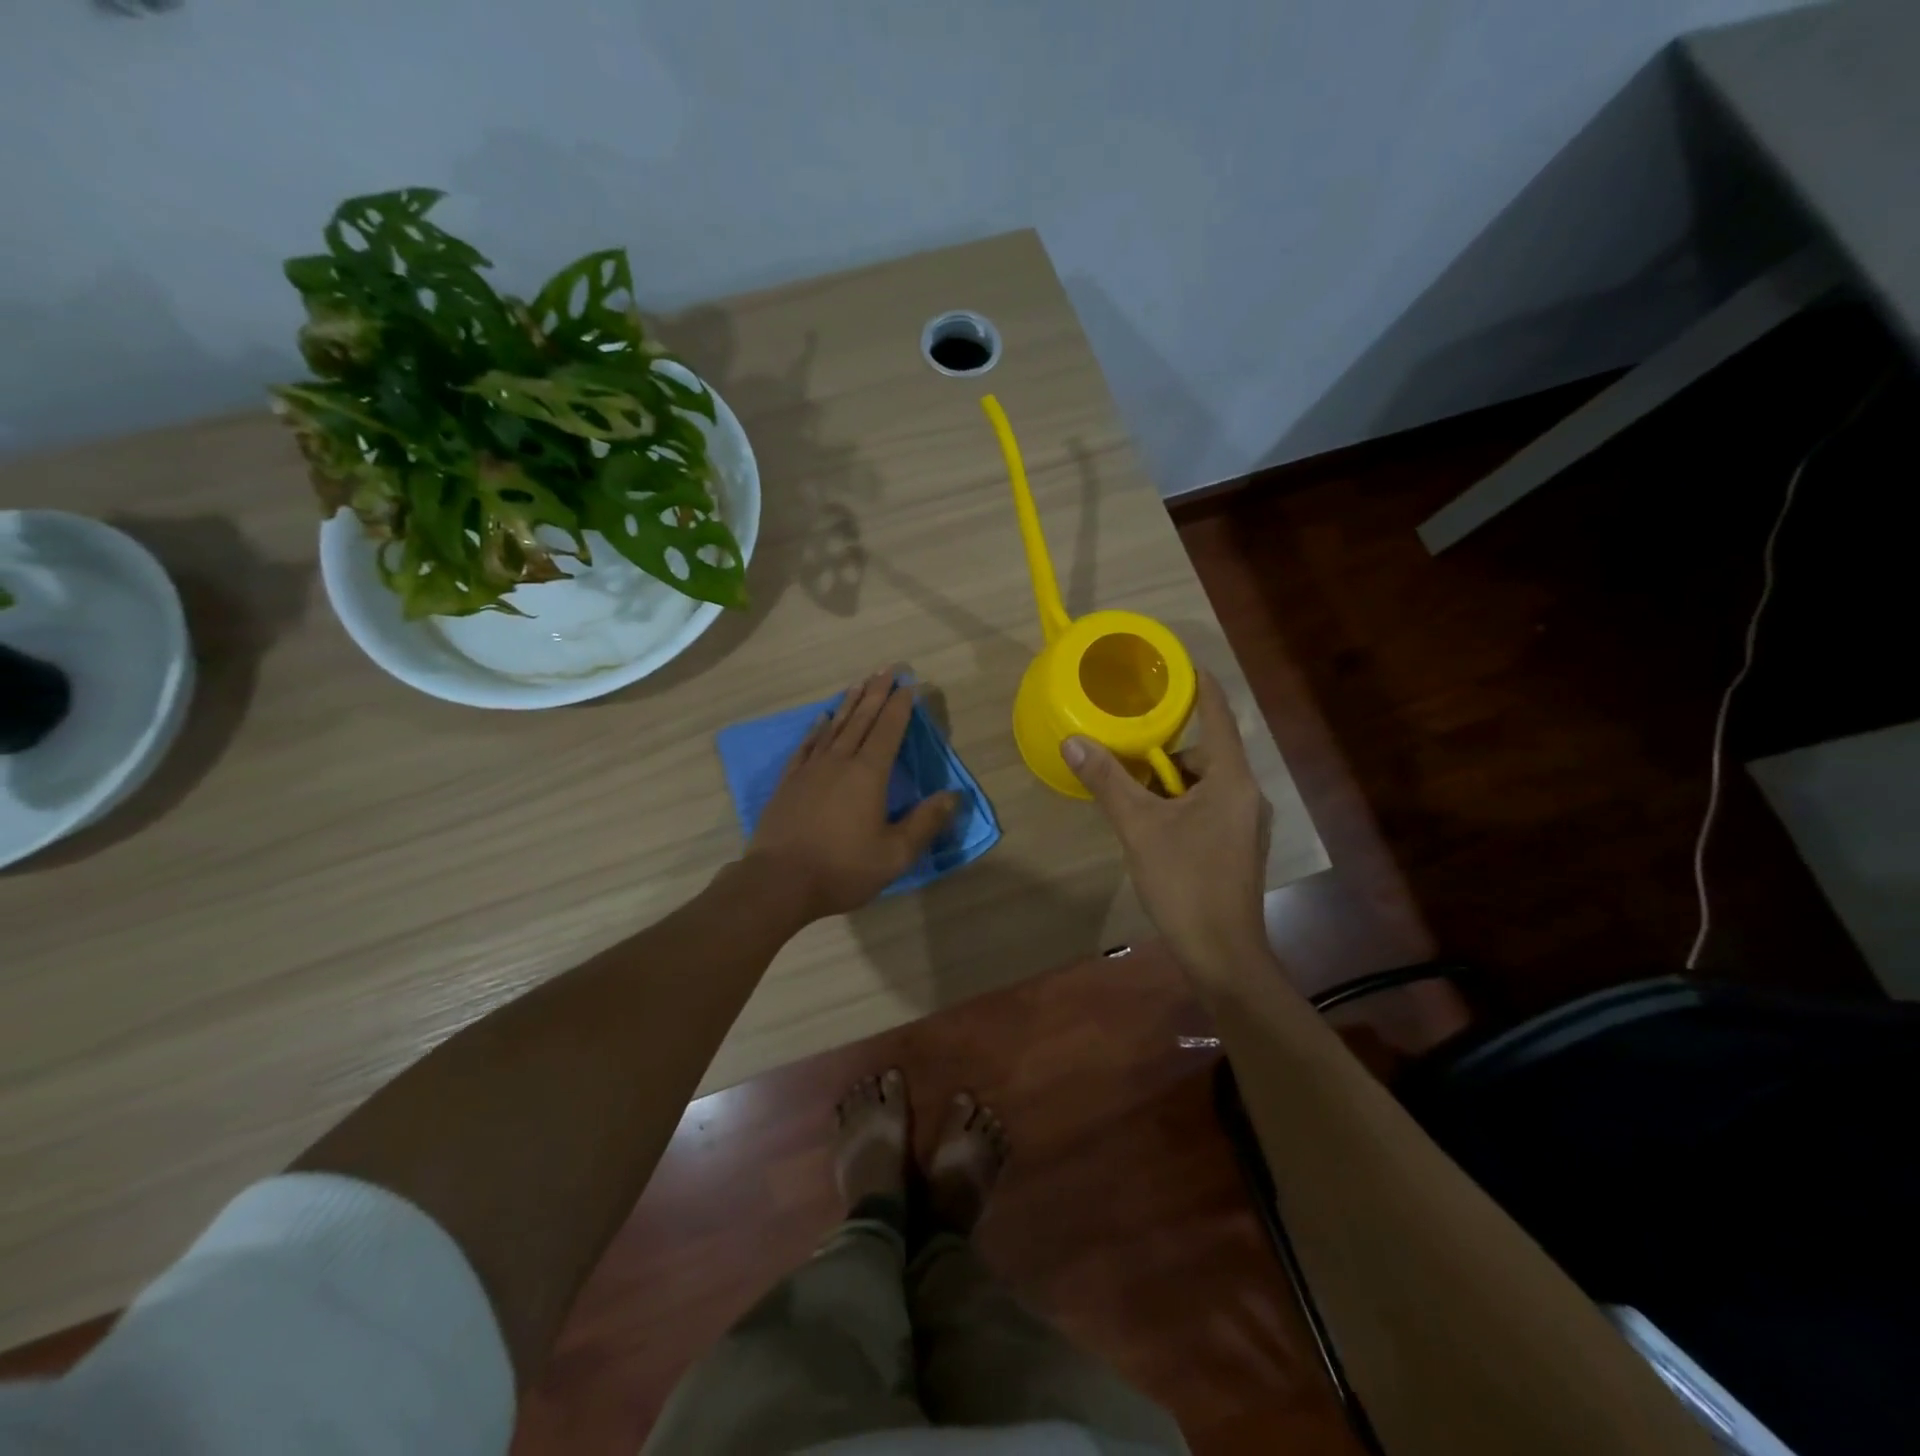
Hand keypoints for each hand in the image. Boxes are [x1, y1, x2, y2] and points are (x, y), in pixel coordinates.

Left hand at [745, 671, 958, 921]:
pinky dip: (817, 729)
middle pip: (862, 719)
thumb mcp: (894, 854)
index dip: (901, 706)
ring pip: (834, 726)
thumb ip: (925, 823)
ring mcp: (810, 770)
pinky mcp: (789, 782)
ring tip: (860, 683)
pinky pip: (807, 745)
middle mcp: (840, 762)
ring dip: (849, 703)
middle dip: (877, 692)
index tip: (910, 684)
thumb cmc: (842, 868)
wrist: (779, 882)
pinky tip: (822, 719)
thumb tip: (953, 796)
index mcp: (868, 775)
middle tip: (888, 669)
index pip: (889, 730)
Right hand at [1065, 670, 1271, 982]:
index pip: (1217, 714)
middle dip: (1163, 750)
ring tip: (1129, 791)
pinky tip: (1150, 823)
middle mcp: (1245, 793)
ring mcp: (1244, 821)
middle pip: (1204, 751)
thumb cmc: (1185, 882)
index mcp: (1231, 778)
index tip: (1174, 664)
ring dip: (1167, 782)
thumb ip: (1108, 781)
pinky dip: (1177, 804)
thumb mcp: (1139, 827)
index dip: (1198, 686)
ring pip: (1201, 783)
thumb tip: (1073, 742)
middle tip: (1124, 750)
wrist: (1221, 952)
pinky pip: (1205, 806)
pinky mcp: (1236, 844)